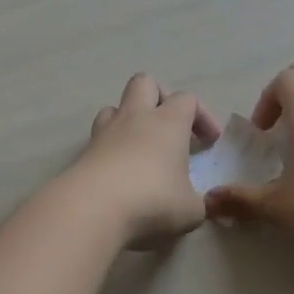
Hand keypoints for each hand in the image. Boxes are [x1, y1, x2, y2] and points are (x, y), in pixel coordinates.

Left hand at [67, 74, 221, 248]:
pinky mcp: (84, 151)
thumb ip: (198, 203)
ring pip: (115, 107)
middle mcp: (136, 117)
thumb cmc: (152, 201)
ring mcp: (105, 132)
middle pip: (145, 83)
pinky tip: (118, 172)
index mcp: (168, 122)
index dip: (201, 116)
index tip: (209, 142)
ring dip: (128, 120)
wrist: (92, 209)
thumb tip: (198, 205)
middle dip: (159, 97)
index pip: (187, 99)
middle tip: (169, 126)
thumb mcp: (190, 210)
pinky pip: (98, 137)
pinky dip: (110, 147)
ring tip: (139, 146)